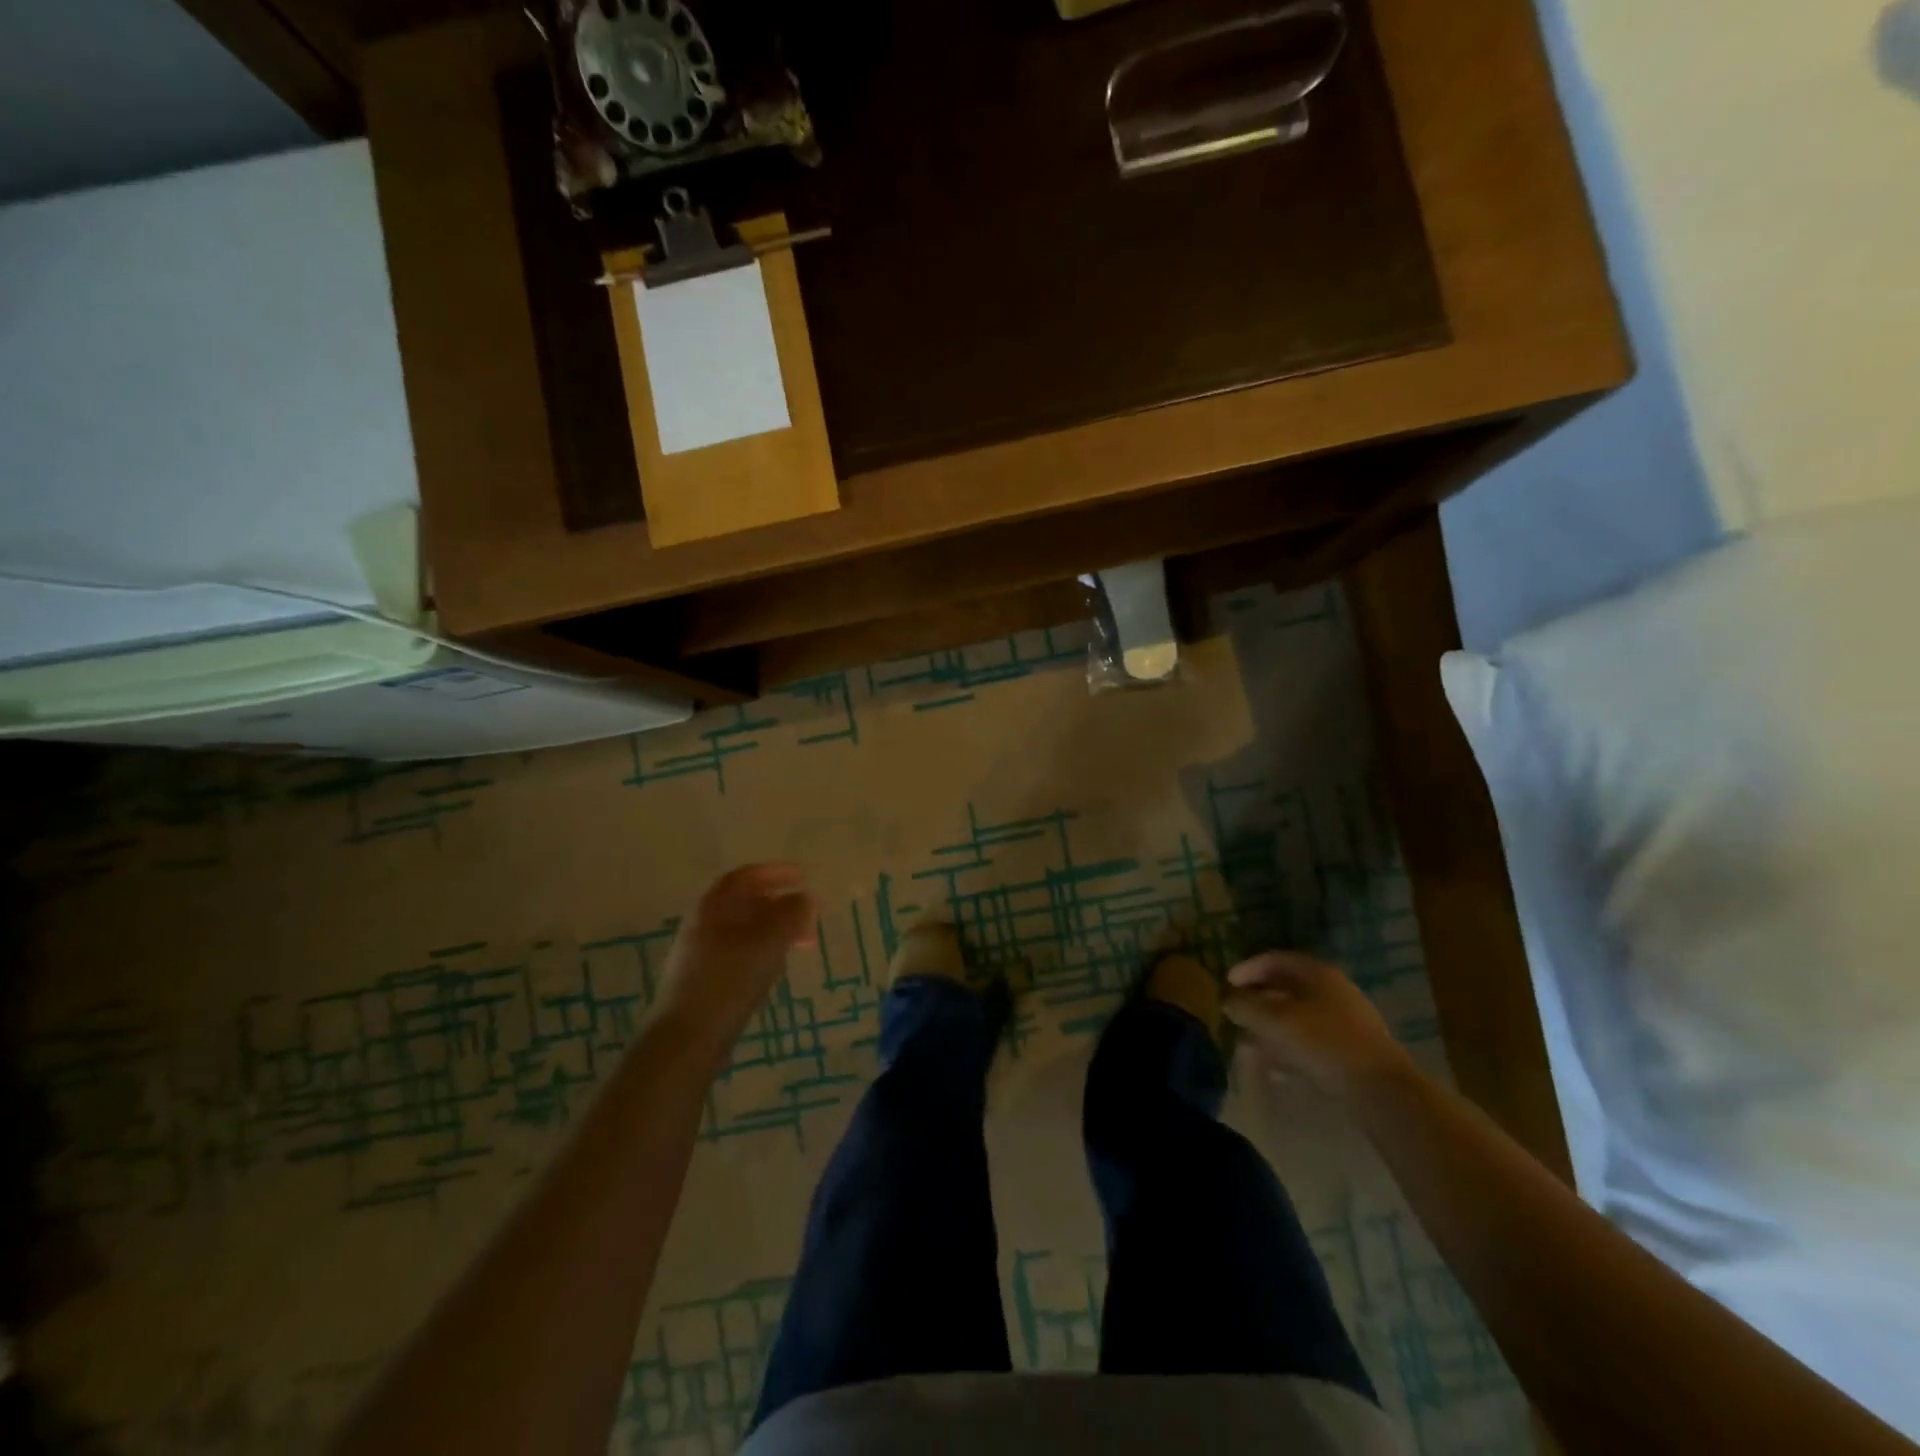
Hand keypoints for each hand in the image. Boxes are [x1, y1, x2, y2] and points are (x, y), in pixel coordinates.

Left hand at [654, 864, 817, 1060]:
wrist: (686, 1040)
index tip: (804, 876)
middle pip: (745, 903)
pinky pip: (740, 952)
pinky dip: (763, 950)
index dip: (776, 873)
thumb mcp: (768, 943)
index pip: (745, 877)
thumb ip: (791, 915)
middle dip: (780, 905)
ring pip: (744, 930)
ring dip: (774, 929)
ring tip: (801, 942)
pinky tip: (777, 966)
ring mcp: (701, 954)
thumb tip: (807, 898)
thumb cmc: (728, 981)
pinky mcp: (705, 981)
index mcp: (712, 907)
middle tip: (810, 915)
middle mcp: (702, 925)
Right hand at [1222, 951, 1411, 1099]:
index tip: (1227, 983)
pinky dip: (1289, 1052)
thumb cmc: (1324, 1042)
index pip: (1276, 960)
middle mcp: (1334, 993)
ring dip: (1270, 1030)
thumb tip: (1228, 1001)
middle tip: (1235, 1014)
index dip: (1248, 968)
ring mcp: (1346, 1025)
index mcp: (1318, 974)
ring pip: (1298, 1020)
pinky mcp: (1352, 1055)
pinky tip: (1274, 1071)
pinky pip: (1311, 1045)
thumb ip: (1245, 1007)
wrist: (1382, 1091)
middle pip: (1287, 990)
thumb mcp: (1275, 1020)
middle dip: (1258, 1002)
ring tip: (1247, 1046)